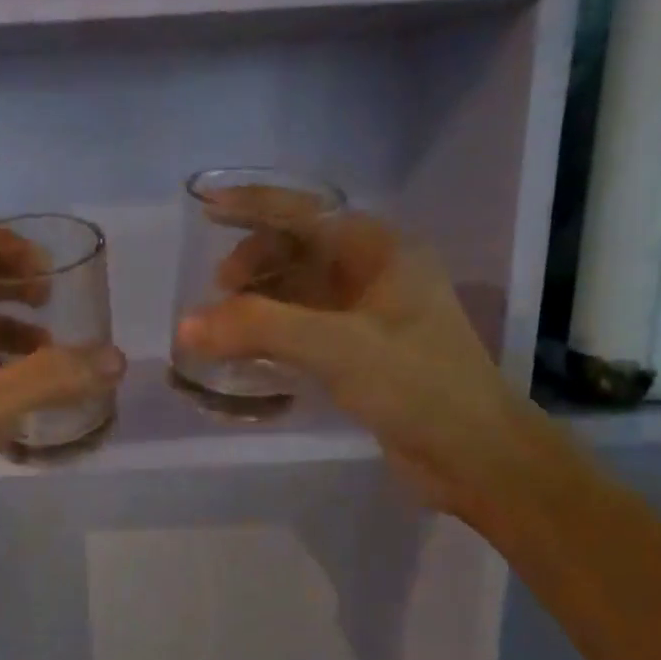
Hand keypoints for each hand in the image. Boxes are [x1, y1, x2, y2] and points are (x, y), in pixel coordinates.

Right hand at [176, 212, 533, 513]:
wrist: (475, 455)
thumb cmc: (418, 385)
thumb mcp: (337, 348)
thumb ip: (260, 328)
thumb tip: (186, 326)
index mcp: (381, 250)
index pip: (306, 212)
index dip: (254, 204)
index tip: (206, 204)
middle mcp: (374, 272)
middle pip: (299, 248)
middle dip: (255, 260)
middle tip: (218, 288)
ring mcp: (368, 313)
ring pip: (299, 289)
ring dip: (260, 297)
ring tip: (223, 320)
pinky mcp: (360, 351)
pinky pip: (304, 326)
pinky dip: (272, 330)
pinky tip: (247, 348)